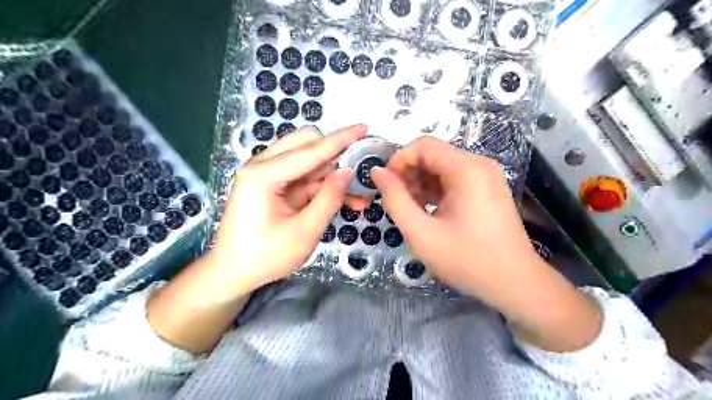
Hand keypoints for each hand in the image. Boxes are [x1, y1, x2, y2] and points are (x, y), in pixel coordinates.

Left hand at [209, 126, 365, 299]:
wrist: (233, 273)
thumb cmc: (265, 257)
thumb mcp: (304, 232)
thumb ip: (328, 199)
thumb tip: (348, 171)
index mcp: (263, 175)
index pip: (311, 150)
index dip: (341, 139)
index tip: (364, 128)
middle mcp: (262, 166)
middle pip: (306, 144)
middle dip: (334, 155)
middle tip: (358, 173)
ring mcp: (267, 174)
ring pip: (309, 160)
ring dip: (333, 174)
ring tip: (357, 196)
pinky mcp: (274, 184)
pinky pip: (305, 176)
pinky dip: (324, 186)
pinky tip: (344, 199)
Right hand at [370, 136, 537, 295]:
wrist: (515, 283)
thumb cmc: (467, 260)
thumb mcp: (421, 233)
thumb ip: (395, 199)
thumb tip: (377, 172)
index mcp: (466, 169)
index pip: (423, 145)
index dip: (398, 161)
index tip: (386, 185)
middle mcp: (479, 164)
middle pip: (433, 155)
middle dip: (409, 174)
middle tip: (396, 201)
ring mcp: (486, 176)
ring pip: (442, 167)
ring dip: (421, 183)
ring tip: (411, 210)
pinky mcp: (487, 188)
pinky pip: (454, 179)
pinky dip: (435, 190)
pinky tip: (428, 211)